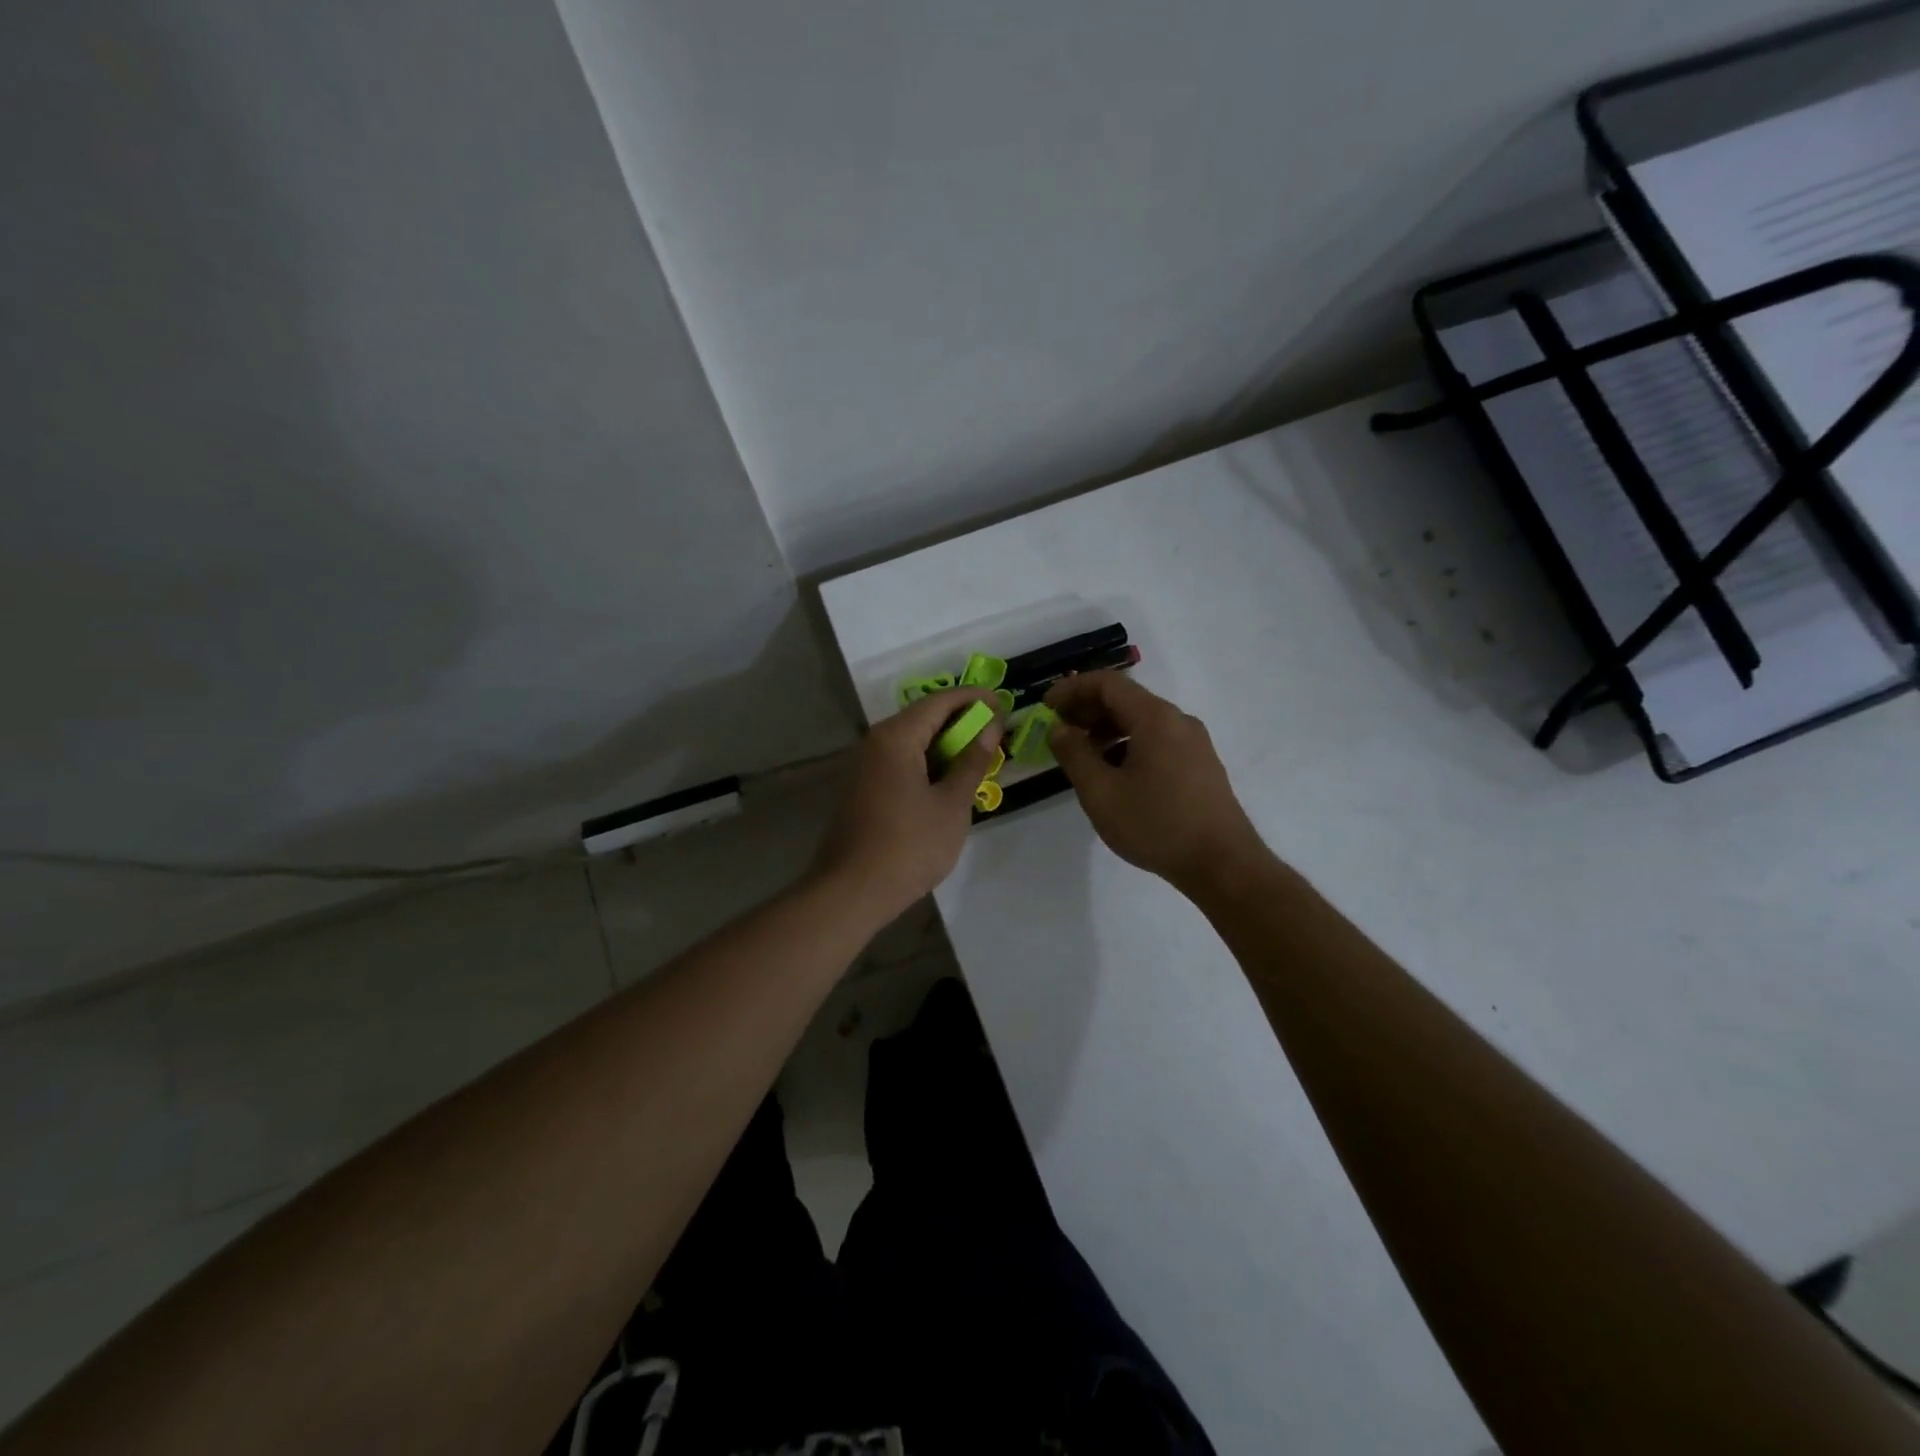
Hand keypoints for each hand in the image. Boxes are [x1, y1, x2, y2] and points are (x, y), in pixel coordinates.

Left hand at [812, 687, 1003, 922]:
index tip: (1003, 704)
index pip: (940, 701)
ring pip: (912, 742)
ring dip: (946, 745)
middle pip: (923, 718)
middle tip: (996, 733)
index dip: (973, 699)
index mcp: (896, 737)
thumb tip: (990, 727)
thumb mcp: (952, 804)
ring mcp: (865, 766)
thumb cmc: (909, 846)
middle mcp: (875, 742)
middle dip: (961, 722)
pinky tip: (949, 782)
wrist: (852, 891)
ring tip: (979, 758)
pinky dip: (928, 764)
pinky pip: (900, 762)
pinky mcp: (863, 789)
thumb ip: (972, 761)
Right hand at [1045, 672, 1267, 894]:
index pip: (1108, 683)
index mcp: (1155, 718)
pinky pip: (1157, 740)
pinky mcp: (1200, 765)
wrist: (1222, 864)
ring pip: (1142, 721)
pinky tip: (1114, 774)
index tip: (1046, 706)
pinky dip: (1128, 745)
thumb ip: (1074, 754)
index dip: (1072, 689)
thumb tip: (1059, 729)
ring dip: (1107, 730)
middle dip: (1088, 710)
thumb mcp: (1101, 792)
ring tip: (1082, 756)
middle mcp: (1178, 721)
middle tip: (1059, 730)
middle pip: (1126, 699)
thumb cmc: (1156, 825)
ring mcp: (1194, 743)